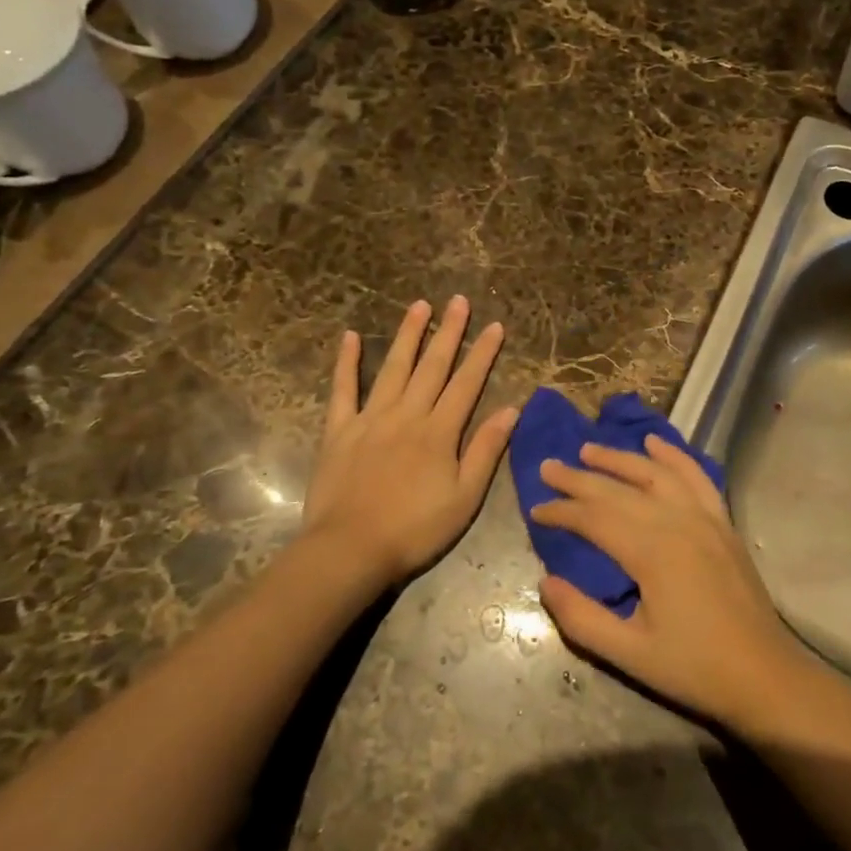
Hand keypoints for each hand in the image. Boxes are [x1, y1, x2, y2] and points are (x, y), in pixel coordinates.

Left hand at [301, 297, 517, 585]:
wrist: (350, 549)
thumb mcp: (464, 498)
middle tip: (458, 301)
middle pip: (432, 366)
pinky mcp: (339, 430)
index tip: (494, 326)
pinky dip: (346, 362)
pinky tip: (348, 337)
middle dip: (449, 332)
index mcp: (439, 432)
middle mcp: (407, 415)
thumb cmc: (415, 529)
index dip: (483, 354)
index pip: (467, 383)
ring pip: (393, 368)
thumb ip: (486, 450)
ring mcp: (370, 419)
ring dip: (407, 335)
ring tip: (419, 305)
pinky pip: (343, 389)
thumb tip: (511, 410)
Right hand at [531, 435, 807, 729]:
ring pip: (655, 474)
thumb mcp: (629, 654)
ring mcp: (704, 517)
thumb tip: (546, 582)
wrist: (764, 675)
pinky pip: (696, 476)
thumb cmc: (694, 668)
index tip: (535, 510)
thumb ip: (582, 618)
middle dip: (579, 478)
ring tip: (588, 450)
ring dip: (619, 458)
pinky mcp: (722, 522)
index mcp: (651, 552)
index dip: (562, 512)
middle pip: (619, 490)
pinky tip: (654, 443)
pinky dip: (673, 456)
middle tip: (548, 466)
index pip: (595, 518)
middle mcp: (677, 521)